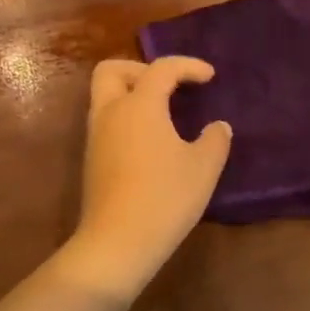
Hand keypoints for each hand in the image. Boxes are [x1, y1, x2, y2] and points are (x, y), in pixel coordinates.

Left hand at [58, 57, 232, 300]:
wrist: (116, 244)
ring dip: (132, 93)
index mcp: (139, 105)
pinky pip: (106, 120)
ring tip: (164, 113)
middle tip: (169, 86)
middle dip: (141, 69)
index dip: (188, 66)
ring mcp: (96, 136)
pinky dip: (126, 116)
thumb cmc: (164, 198)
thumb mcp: (203, 168)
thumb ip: (215, 140)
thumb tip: (217, 127)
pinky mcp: (92, 159)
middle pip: (113, 70)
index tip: (210, 76)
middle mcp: (111, 112)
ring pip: (105, 95)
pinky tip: (151, 140)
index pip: (162, 69)